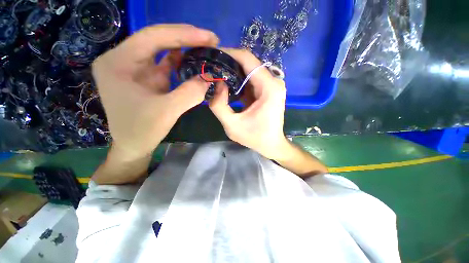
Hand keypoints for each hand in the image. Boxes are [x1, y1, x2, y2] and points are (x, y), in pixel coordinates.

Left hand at [93, 24, 217, 158]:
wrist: (134, 146)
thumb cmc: (142, 131)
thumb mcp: (167, 112)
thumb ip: (189, 93)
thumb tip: (208, 77)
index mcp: (118, 63)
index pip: (153, 37)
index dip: (183, 34)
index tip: (208, 36)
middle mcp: (123, 60)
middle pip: (157, 40)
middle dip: (185, 38)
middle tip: (210, 40)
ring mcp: (135, 69)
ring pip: (162, 50)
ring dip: (184, 48)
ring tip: (204, 48)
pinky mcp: (146, 78)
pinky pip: (164, 64)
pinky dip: (180, 62)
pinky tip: (192, 61)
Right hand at [209, 49, 289, 159]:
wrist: (272, 144)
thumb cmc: (255, 138)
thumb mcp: (232, 126)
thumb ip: (219, 105)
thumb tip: (217, 83)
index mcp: (268, 87)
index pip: (247, 59)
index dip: (229, 53)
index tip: (212, 55)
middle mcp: (273, 81)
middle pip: (248, 63)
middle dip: (229, 63)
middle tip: (212, 66)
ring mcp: (272, 85)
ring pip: (249, 70)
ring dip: (233, 71)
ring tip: (217, 75)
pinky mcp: (268, 90)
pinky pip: (251, 79)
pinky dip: (239, 80)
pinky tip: (228, 85)